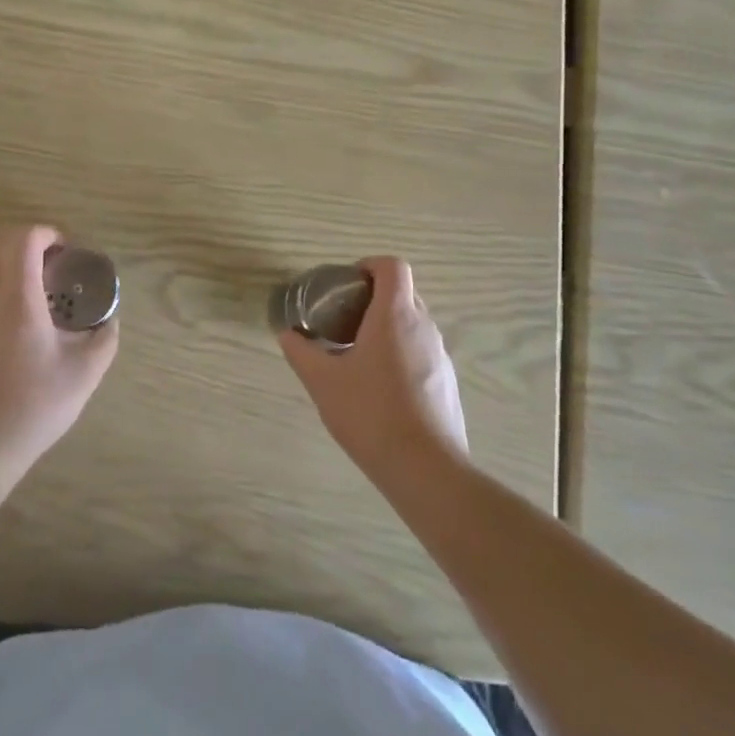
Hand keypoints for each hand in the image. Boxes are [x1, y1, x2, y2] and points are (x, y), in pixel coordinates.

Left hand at [0, 225, 118, 476]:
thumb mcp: (87, 370)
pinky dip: (7, 281)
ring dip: (16, 261)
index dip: (47, 233)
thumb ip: (104, 336)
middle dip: (30, 240)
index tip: (70, 250)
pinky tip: (32, 313)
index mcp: (19, 300)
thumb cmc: (38, 402)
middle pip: (0, 244)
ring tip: (48, 285)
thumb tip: (109, 318)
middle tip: (58, 260)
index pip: (23, 241)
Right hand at [278, 256, 467, 481]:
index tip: (346, 284)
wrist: (426, 470)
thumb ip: (301, 351)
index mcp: (395, 315)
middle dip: (373, 298)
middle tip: (343, 320)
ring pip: (413, 325)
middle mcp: (424, 327)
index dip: (369, 265)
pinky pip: (422, 352)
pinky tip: (380, 389)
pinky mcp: (447, 383)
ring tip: (357, 356)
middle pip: (403, 293)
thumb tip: (287, 333)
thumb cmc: (370, 414)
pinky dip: (400, 354)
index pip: (392, 266)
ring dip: (387, 328)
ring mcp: (440, 356)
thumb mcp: (322, 381)